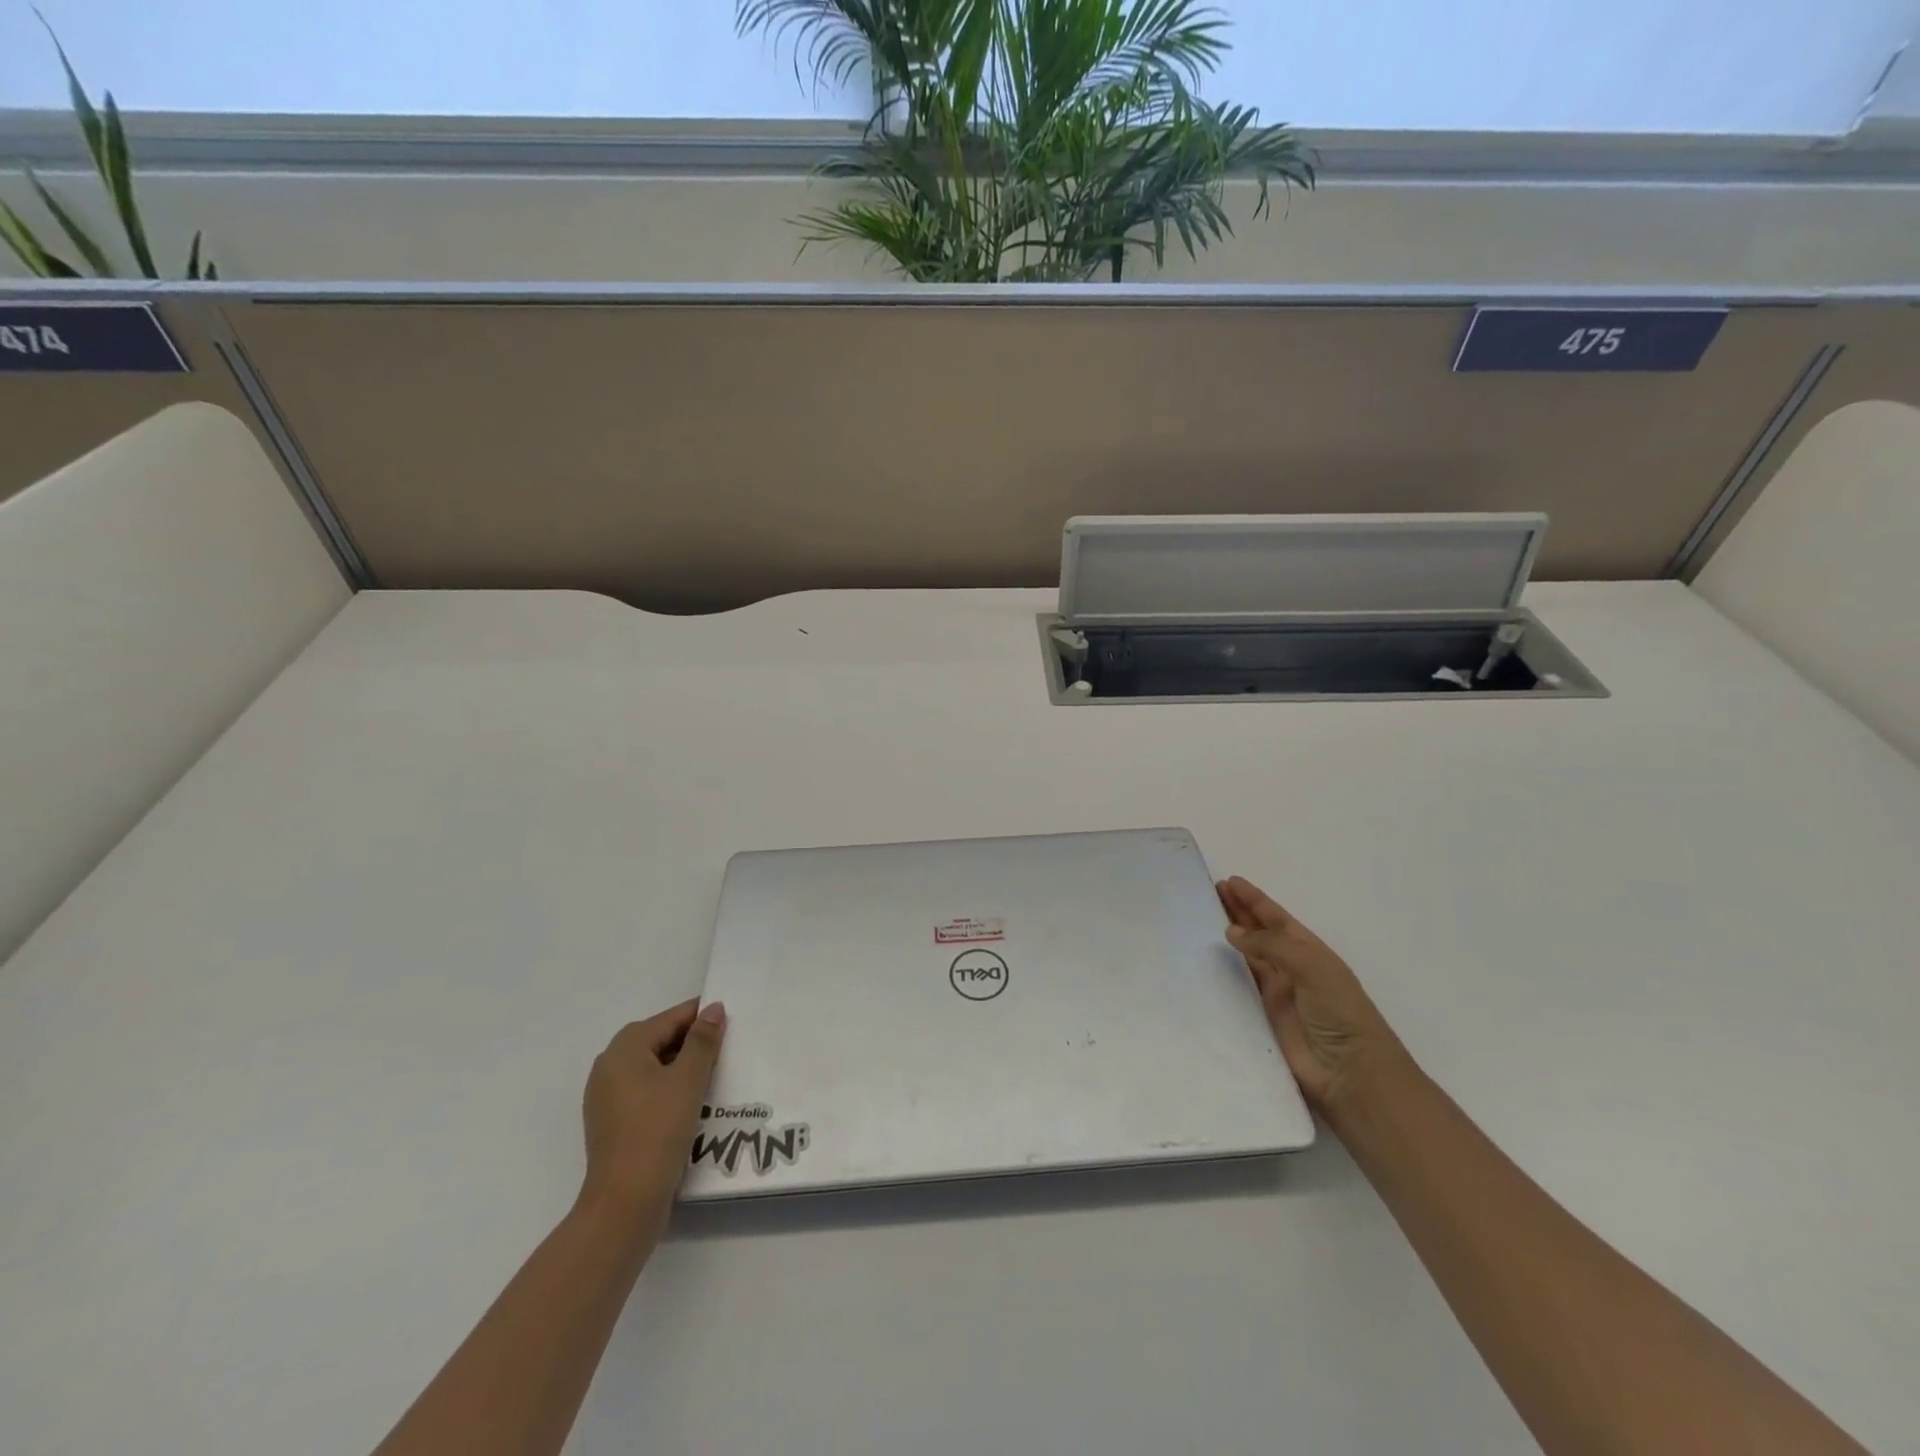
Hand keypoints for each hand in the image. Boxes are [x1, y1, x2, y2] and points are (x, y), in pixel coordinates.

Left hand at [578, 999, 726, 1238]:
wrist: (624, 1203)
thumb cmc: (657, 1131)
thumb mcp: (688, 1080)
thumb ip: (702, 1040)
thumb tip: (713, 1009)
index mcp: (623, 1050)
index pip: (669, 1019)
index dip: (700, 1015)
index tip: (731, 1017)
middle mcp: (608, 1067)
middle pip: (658, 1040)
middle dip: (691, 1040)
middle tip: (726, 1045)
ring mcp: (607, 1098)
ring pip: (652, 1067)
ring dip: (681, 1066)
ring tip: (715, 1072)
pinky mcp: (612, 1123)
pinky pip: (645, 1091)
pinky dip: (668, 1088)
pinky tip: (692, 1101)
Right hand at [1218, 876, 1411, 1116]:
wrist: (1350, 1073)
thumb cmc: (1340, 1012)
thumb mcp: (1312, 967)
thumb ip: (1271, 946)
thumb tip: (1231, 931)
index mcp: (1309, 951)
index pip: (1276, 918)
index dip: (1253, 900)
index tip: (1228, 882)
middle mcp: (1291, 967)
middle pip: (1258, 933)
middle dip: (1237, 912)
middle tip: (1208, 894)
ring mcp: (1275, 993)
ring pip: (1245, 957)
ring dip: (1227, 939)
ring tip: (1199, 920)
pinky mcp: (1260, 1016)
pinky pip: (1237, 987)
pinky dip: (1222, 972)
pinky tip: (1202, 962)